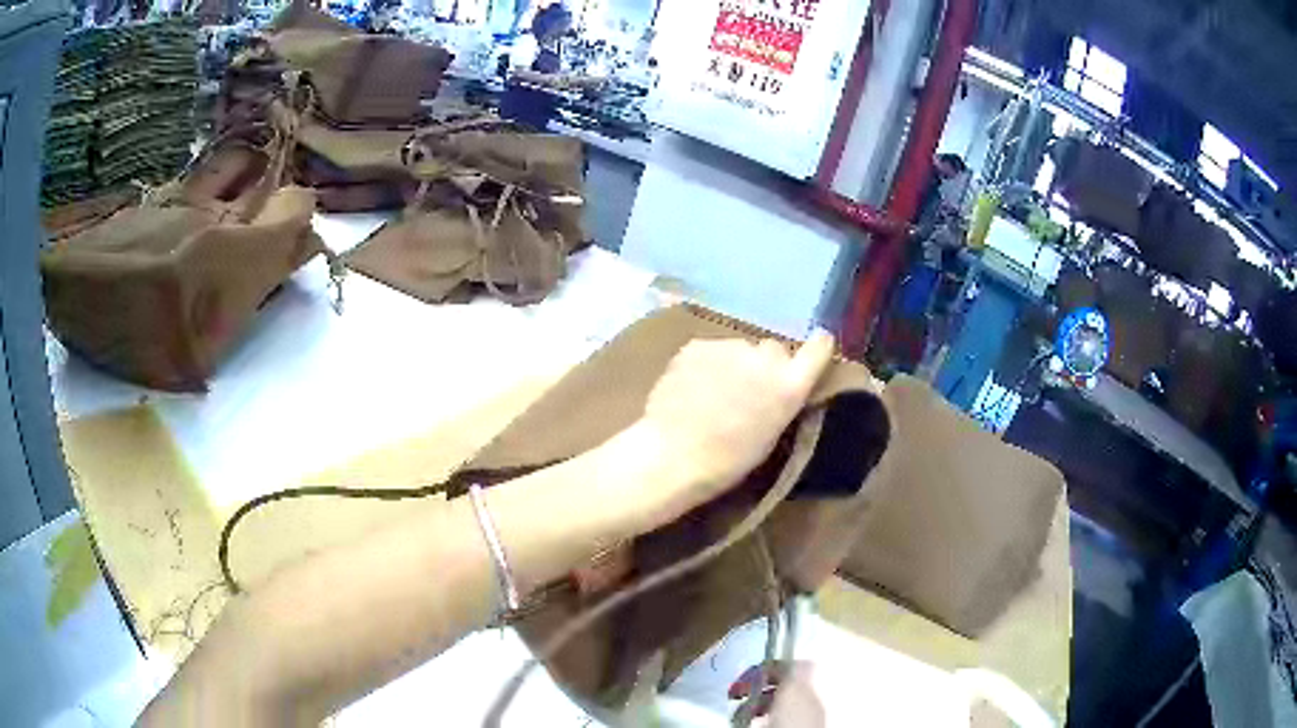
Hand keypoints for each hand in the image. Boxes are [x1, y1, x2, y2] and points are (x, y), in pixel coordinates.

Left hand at [628, 331, 835, 517]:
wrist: (673, 455)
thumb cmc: (727, 461)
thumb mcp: (771, 436)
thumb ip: (780, 402)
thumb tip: (778, 389)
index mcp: (789, 386)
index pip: (820, 347)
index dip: (817, 347)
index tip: (813, 351)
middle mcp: (765, 358)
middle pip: (773, 350)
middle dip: (764, 366)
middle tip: (746, 392)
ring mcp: (729, 346)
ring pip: (738, 350)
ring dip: (732, 365)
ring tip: (711, 394)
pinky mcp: (697, 345)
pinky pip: (710, 351)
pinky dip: (704, 364)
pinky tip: (690, 388)